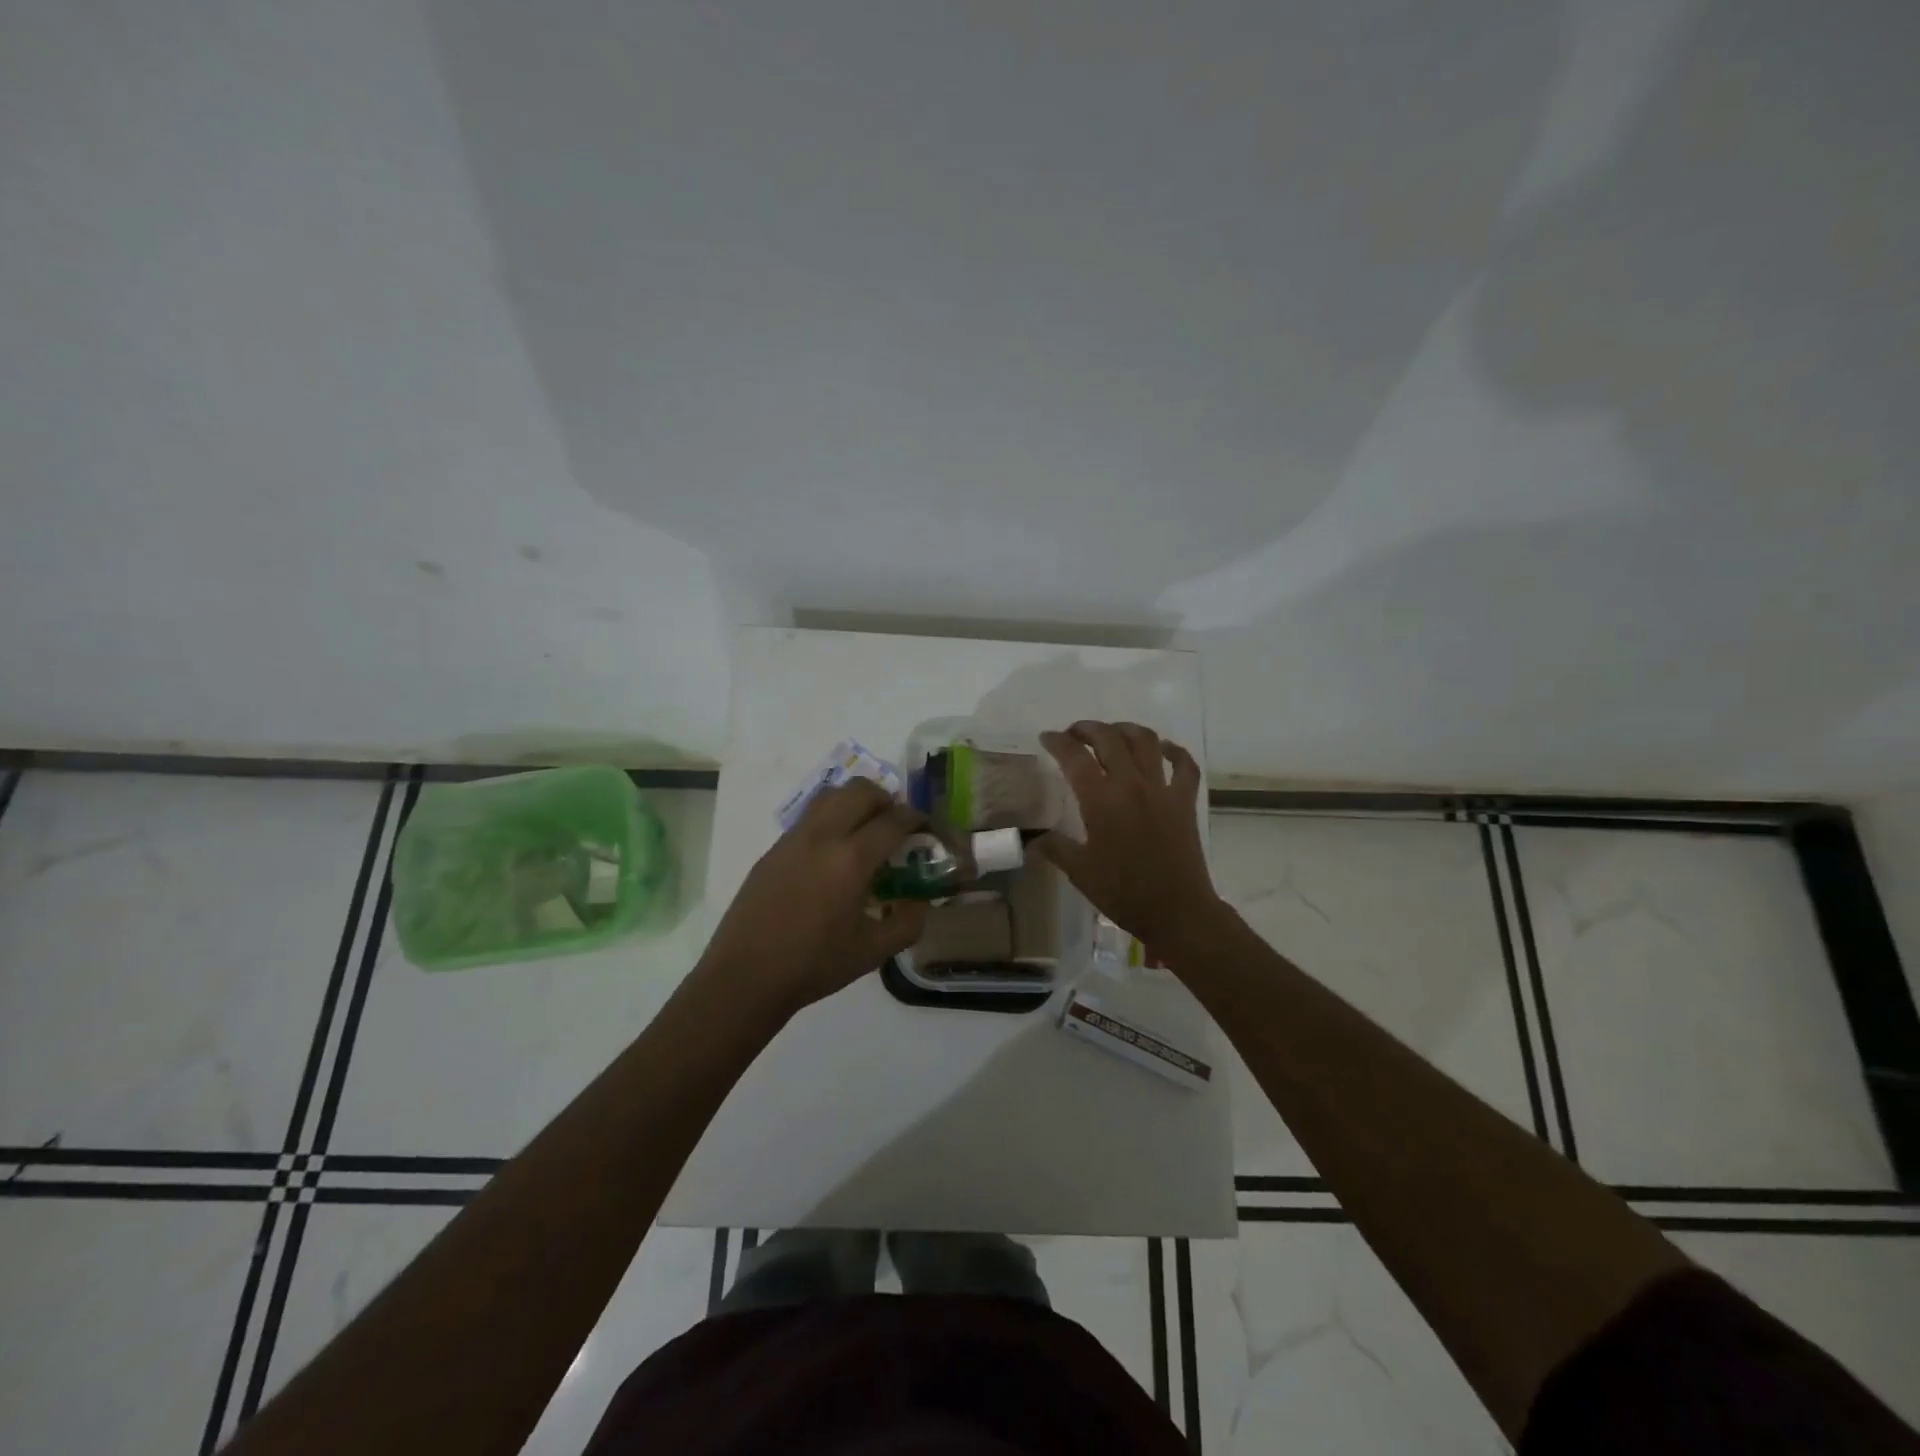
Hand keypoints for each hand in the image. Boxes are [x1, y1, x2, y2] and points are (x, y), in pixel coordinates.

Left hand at [696, 778, 928, 1022]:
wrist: (746, 976)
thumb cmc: (814, 965)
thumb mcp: (873, 951)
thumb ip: (908, 923)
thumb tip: (921, 902)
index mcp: (851, 859)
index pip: (893, 820)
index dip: (917, 818)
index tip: (926, 828)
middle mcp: (823, 836)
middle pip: (861, 791)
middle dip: (886, 799)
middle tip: (896, 823)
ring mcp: (793, 839)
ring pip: (831, 795)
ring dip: (855, 802)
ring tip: (864, 830)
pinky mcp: (774, 849)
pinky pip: (809, 817)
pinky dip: (831, 819)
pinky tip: (832, 854)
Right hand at [1037, 721, 1224, 958]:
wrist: (1176, 911)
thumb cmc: (1123, 892)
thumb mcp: (1079, 872)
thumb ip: (1055, 848)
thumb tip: (1031, 839)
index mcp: (1101, 800)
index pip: (1074, 757)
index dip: (1057, 742)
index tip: (1047, 738)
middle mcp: (1131, 785)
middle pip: (1109, 739)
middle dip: (1087, 729)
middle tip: (1074, 734)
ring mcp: (1162, 790)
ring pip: (1146, 741)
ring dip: (1126, 730)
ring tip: (1112, 734)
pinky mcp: (1185, 801)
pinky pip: (1184, 765)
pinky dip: (1174, 751)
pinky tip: (1162, 749)